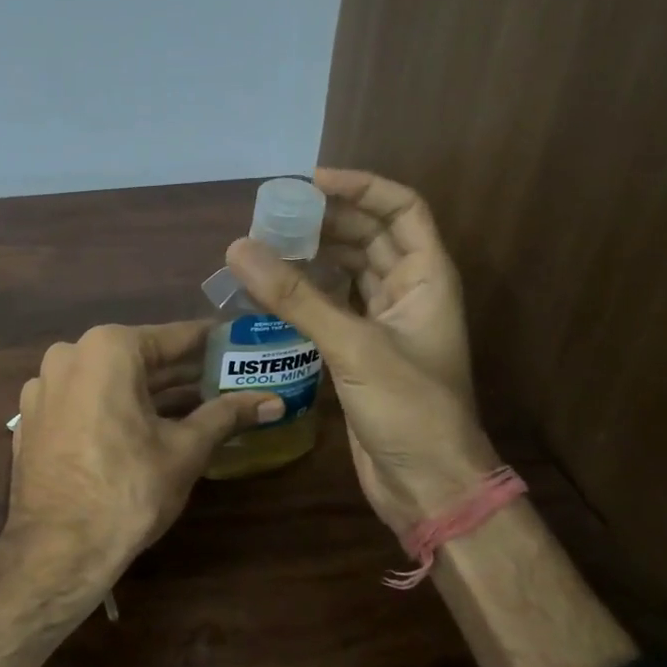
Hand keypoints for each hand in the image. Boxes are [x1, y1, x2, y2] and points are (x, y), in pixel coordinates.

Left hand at [6, 322, 281, 594]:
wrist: (57, 551)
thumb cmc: (128, 490)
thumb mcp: (186, 449)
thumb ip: (228, 415)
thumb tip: (274, 402)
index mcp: (107, 349)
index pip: (175, 337)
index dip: (213, 343)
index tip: (241, 344)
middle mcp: (69, 355)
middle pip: (140, 357)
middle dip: (183, 372)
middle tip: (227, 379)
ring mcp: (44, 387)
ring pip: (110, 380)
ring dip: (150, 391)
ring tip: (195, 404)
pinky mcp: (34, 418)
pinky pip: (84, 401)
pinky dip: (114, 408)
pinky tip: (144, 427)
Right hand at [225, 169, 496, 537]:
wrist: (427, 484)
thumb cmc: (408, 409)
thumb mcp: (353, 346)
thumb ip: (296, 297)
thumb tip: (239, 249)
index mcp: (427, 278)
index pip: (402, 210)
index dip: (362, 187)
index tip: (310, 181)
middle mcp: (409, 293)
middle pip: (371, 236)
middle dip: (328, 220)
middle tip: (274, 216)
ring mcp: (385, 324)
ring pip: (350, 271)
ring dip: (315, 255)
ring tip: (267, 245)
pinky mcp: (362, 353)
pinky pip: (333, 306)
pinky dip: (306, 294)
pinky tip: (272, 291)